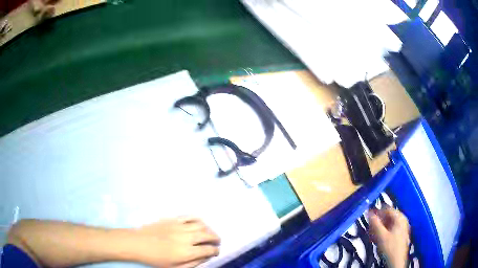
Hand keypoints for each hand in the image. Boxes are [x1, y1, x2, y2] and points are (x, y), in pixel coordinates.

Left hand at [130, 216, 220, 267]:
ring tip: (209, 234)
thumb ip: (192, 264)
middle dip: (216, 239)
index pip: (209, 250)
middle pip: (208, 235)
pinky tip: (199, 223)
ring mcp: (179, 226)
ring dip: (209, 229)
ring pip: (201, 225)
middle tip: (216, 242)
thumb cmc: (155, 258)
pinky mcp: (172, 219)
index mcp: (187, 252)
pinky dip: (198, 219)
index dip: (215, 251)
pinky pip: (189, 216)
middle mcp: (186, 238)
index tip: (216, 251)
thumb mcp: (174, 267)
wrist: (137, 243)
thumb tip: (205, 258)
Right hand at [368, 207, 409, 267]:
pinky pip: (391, 230)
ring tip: (372, 235)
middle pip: (388, 217)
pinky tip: (378, 239)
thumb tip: (369, 213)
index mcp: (400, 217)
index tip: (368, 216)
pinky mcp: (400, 235)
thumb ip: (375, 223)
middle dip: (378, 221)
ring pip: (389, 224)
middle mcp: (402, 220)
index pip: (387, 209)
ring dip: (379, 228)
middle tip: (369, 227)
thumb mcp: (381, 236)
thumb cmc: (390, 248)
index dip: (377, 212)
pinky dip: (383, 232)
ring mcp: (402, 228)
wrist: (396, 262)